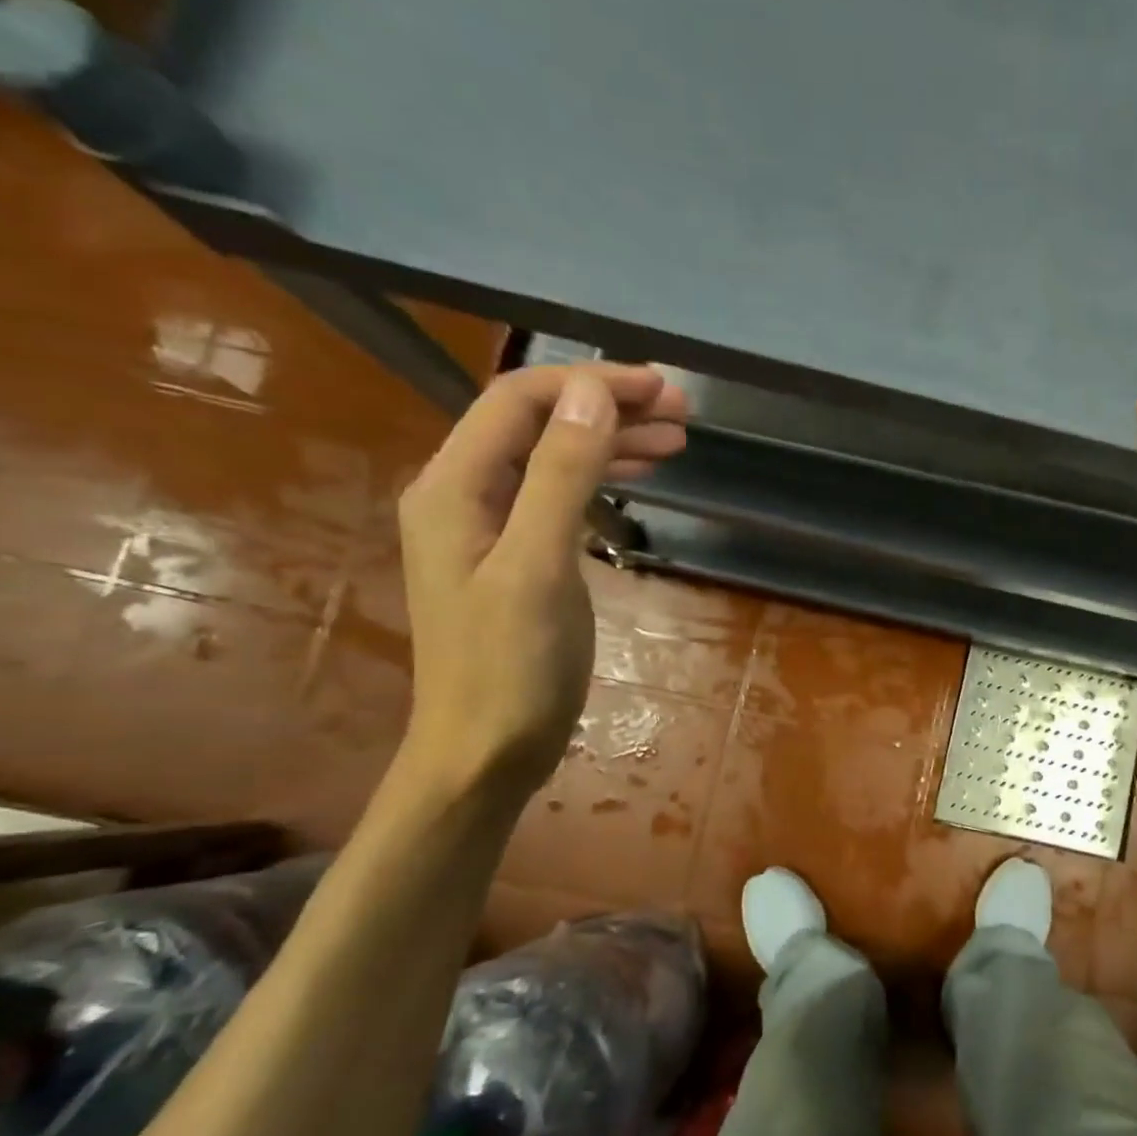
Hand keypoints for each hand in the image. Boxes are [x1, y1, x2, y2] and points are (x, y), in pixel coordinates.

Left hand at [397, 363, 687, 798]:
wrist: (486, 752)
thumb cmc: (511, 667)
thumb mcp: (540, 567)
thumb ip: (561, 475)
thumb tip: (593, 393)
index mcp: (454, 486)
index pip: (520, 401)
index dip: (591, 383)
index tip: (662, 389)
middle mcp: (464, 494)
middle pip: (538, 424)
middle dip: (608, 406)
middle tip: (682, 412)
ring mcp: (490, 528)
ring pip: (552, 458)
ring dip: (611, 440)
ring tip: (676, 439)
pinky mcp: (517, 557)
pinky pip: (559, 495)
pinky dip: (601, 478)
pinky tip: (636, 479)